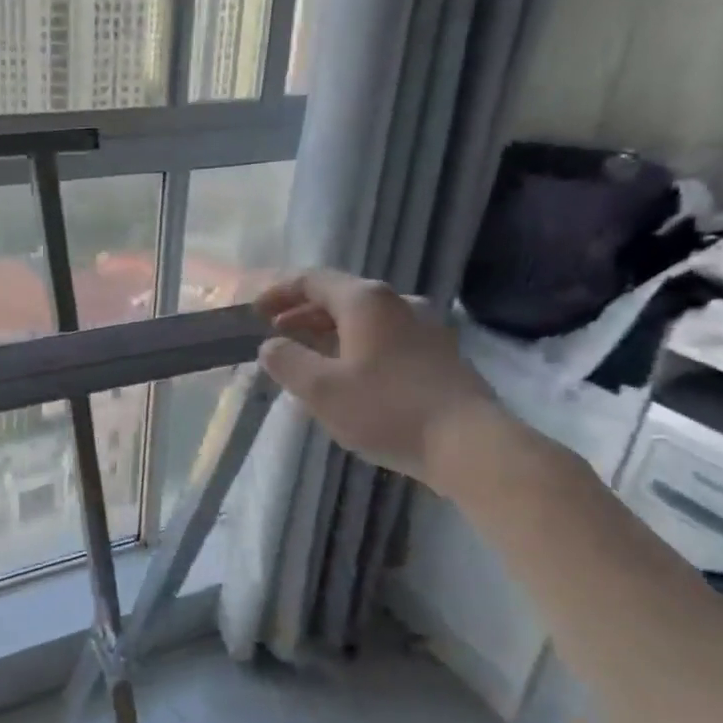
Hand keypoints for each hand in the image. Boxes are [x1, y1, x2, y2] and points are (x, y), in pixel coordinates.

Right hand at [254, 269, 505, 489]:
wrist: (468, 443)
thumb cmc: (386, 410)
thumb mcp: (321, 390)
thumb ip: (287, 362)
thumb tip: (270, 346)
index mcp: (365, 301)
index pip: (313, 280)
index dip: (279, 292)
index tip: (255, 312)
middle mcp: (397, 302)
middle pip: (340, 297)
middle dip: (303, 314)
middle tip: (276, 335)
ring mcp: (425, 327)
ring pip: (365, 320)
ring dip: (330, 333)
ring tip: (308, 357)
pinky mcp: (439, 354)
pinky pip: (386, 338)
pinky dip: (357, 347)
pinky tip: (350, 375)